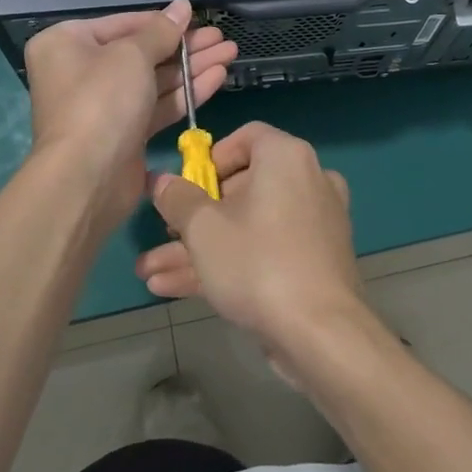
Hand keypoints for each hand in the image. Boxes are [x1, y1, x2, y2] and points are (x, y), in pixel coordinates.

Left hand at [23, 0, 237, 233]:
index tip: (198, 18)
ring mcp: (104, 105)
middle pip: (142, 52)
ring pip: (154, 80)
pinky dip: (186, 92)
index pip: (124, 24)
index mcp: (68, 44)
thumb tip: (182, 5)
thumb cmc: (101, 101)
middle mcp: (82, 71)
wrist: (86, 178)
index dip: (164, 22)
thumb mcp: (132, 55)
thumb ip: (162, 31)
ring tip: (230, 53)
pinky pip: (157, 105)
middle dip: (185, 46)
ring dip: (192, 67)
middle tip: (222, 39)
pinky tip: (218, 77)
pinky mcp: (125, 133)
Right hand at [137, 122, 369, 367]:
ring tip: (150, 273)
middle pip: (242, 188)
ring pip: (248, 227)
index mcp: (286, 157)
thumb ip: (177, 199)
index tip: (187, 186)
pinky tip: (174, 289)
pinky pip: (265, 250)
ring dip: (199, 248)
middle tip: (163, 235)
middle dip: (193, 217)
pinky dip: (228, 264)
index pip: (246, 137)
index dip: (211, 159)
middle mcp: (307, 180)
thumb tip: (161, 180)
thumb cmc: (258, 263)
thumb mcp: (203, 229)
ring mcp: (313, 224)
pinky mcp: (313, 262)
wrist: (321, 333)